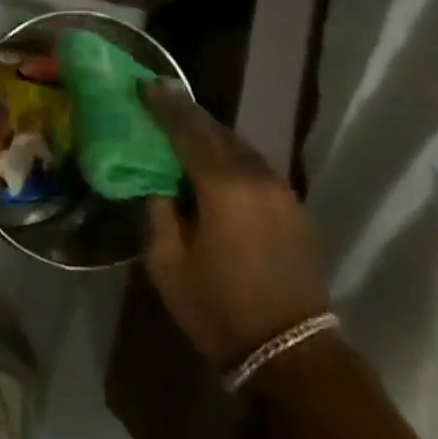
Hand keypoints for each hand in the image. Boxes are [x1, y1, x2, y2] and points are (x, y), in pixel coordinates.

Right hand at [142, 84, 330, 369]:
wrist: (293, 353)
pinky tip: (215, 161)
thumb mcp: (167, 264)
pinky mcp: (293, 204)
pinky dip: (229, 153)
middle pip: (215, 129)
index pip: (187, 129)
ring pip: (238, 144)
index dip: (164, 105)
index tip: (144, 85)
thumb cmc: (220, 309)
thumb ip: (157, 211)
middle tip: (159, 98)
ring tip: (183, 127)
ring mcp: (280, 188)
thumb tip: (155, 181)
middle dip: (186, 112)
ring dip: (209, 132)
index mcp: (222, 185)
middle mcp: (255, 175)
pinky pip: (254, 163)